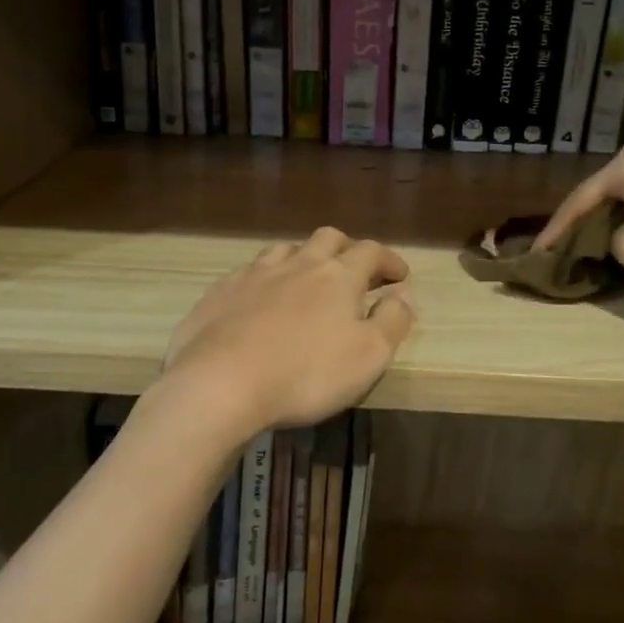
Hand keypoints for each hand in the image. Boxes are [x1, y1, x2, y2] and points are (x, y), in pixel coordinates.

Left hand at [159, 227, 415, 437]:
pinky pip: (249, 272)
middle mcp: (297, 264)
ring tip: (307, 279)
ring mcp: (254, 274)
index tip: (399, 275)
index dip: (389, 260)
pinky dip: (265, 279)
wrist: (220, 383)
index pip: (371, 252)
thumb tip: (404, 295)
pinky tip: (261, 299)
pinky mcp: (221, 292)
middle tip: (355, 270)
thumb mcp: (368, 356)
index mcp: (338, 276)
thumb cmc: (306, 373)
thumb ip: (392, 321)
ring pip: (285, 249)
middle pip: (328, 239)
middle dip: (347, 248)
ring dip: (304, 258)